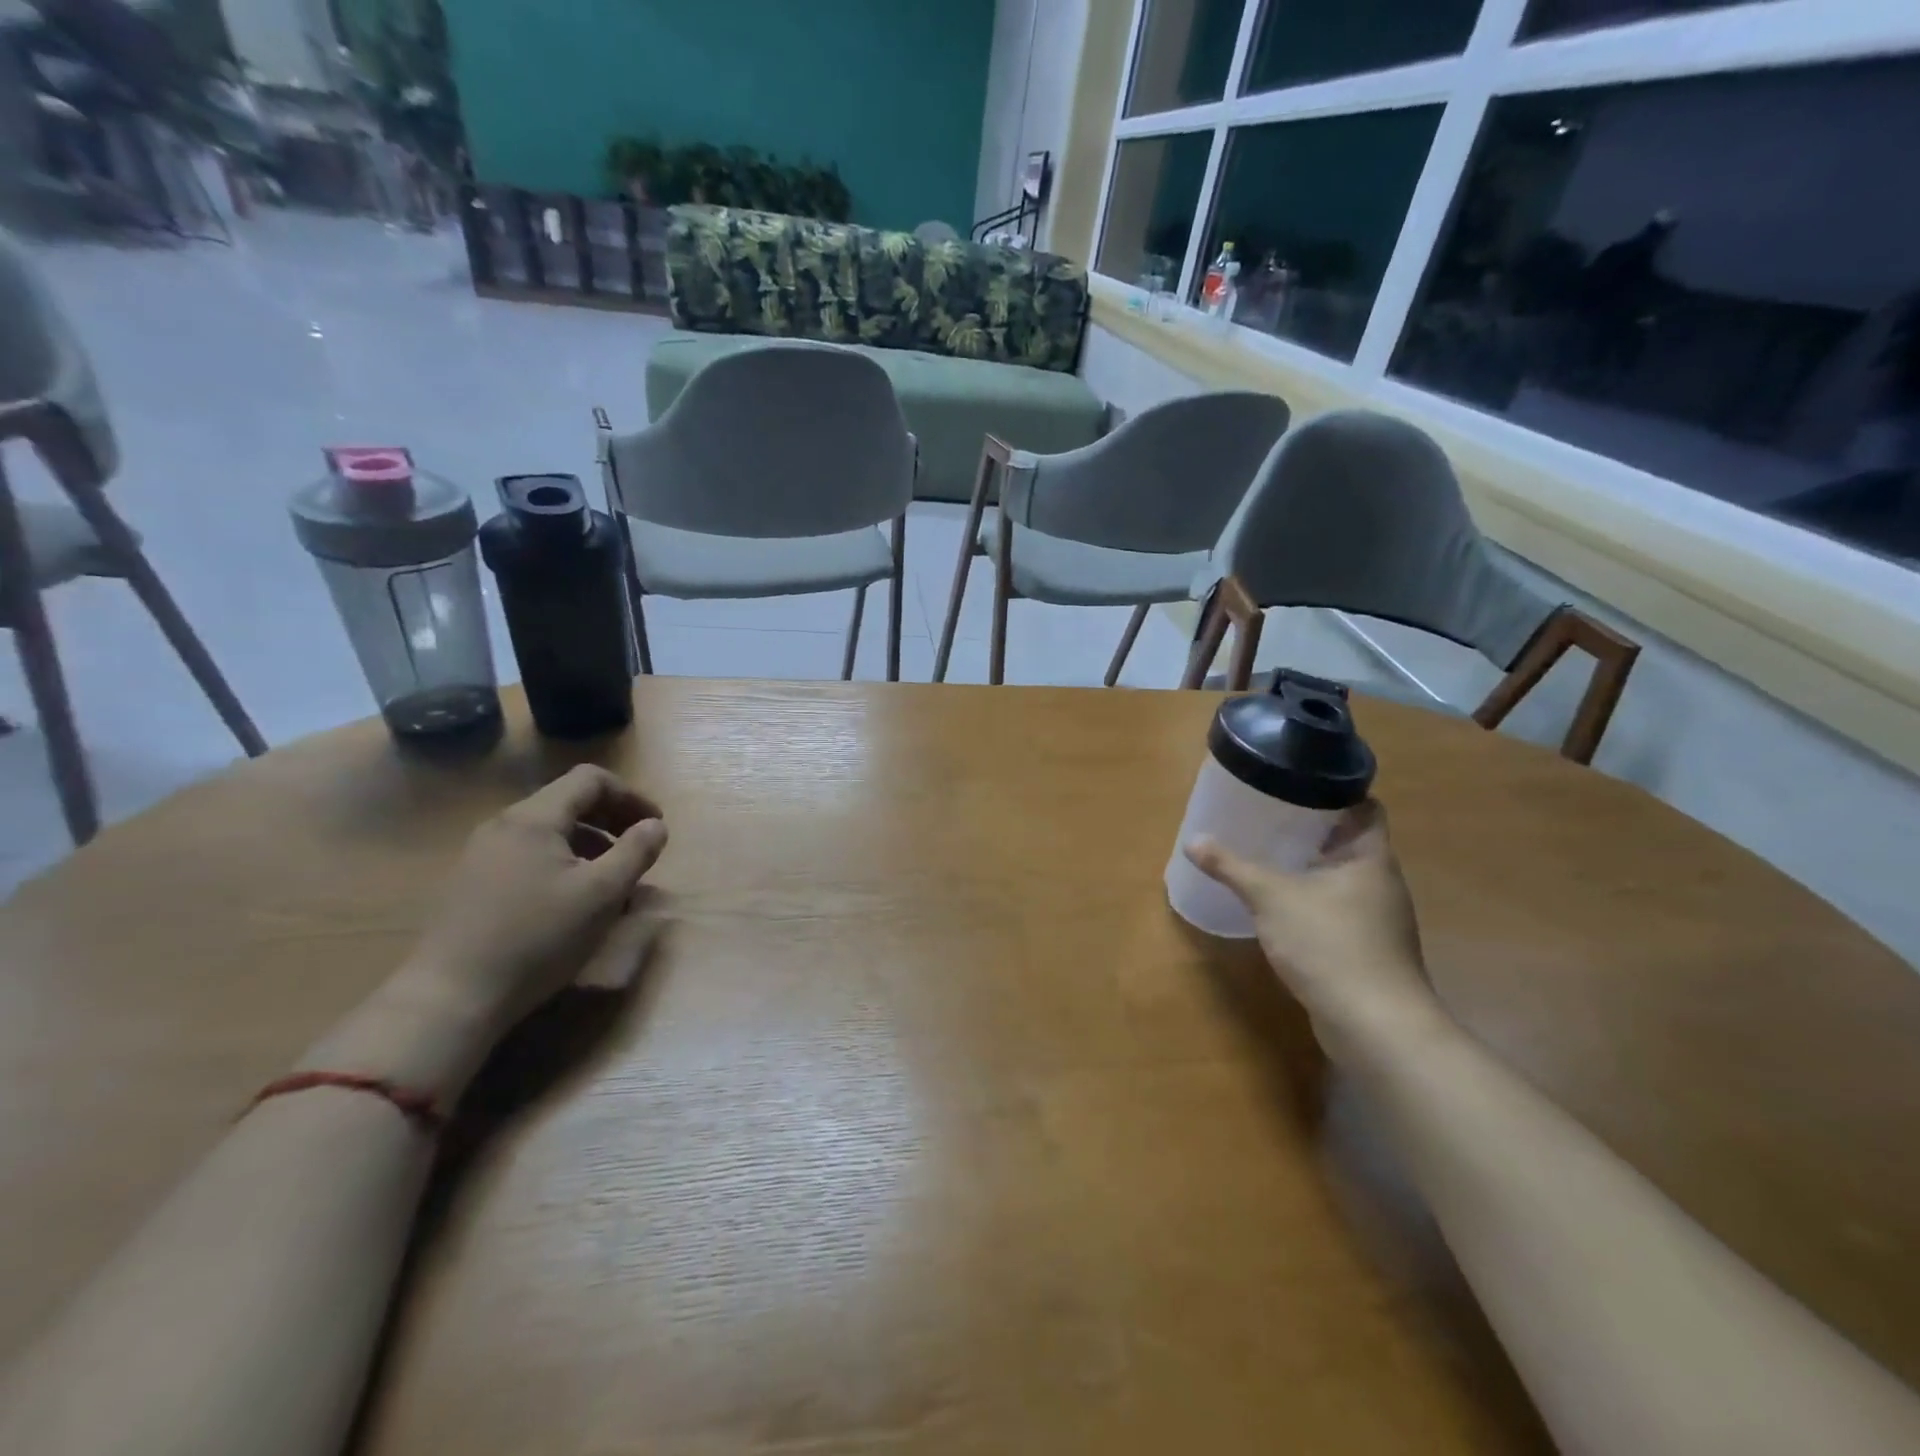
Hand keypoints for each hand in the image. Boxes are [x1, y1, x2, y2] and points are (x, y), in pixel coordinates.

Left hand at [406, 765, 668, 1039]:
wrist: (451, 997)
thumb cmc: (537, 937)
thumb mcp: (602, 894)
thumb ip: (635, 852)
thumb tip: (655, 826)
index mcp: (534, 818)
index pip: (591, 779)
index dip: (631, 796)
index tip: (655, 826)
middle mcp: (504, 825)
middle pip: (568, 801)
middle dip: (612, 819)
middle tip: (639, 849)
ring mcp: (482, 854)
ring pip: (549, 831)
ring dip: (590, 844)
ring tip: (613, 879)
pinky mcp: (473, 883)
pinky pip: (529, 855)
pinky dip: (563, 862)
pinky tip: (573, 900)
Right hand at [1185, 801, 1442, 1050]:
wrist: (1375, 1025)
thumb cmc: (1329, 944)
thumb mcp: (1271, 897)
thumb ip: (1232, 867)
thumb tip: (1194, 841)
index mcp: (1371, 857)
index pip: (1365, 807)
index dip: (1335, 792)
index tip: (1297, 784)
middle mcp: (1382, 882)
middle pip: (1350, 842)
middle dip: (1312, 830)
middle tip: (1269, 816)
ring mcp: (1379, 919)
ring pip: (1342, 878)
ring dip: (1311, 867)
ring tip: (1268, 856)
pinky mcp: (1369, 949)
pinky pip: (1338, 909)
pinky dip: (1312, 900)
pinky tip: (1282, 906)